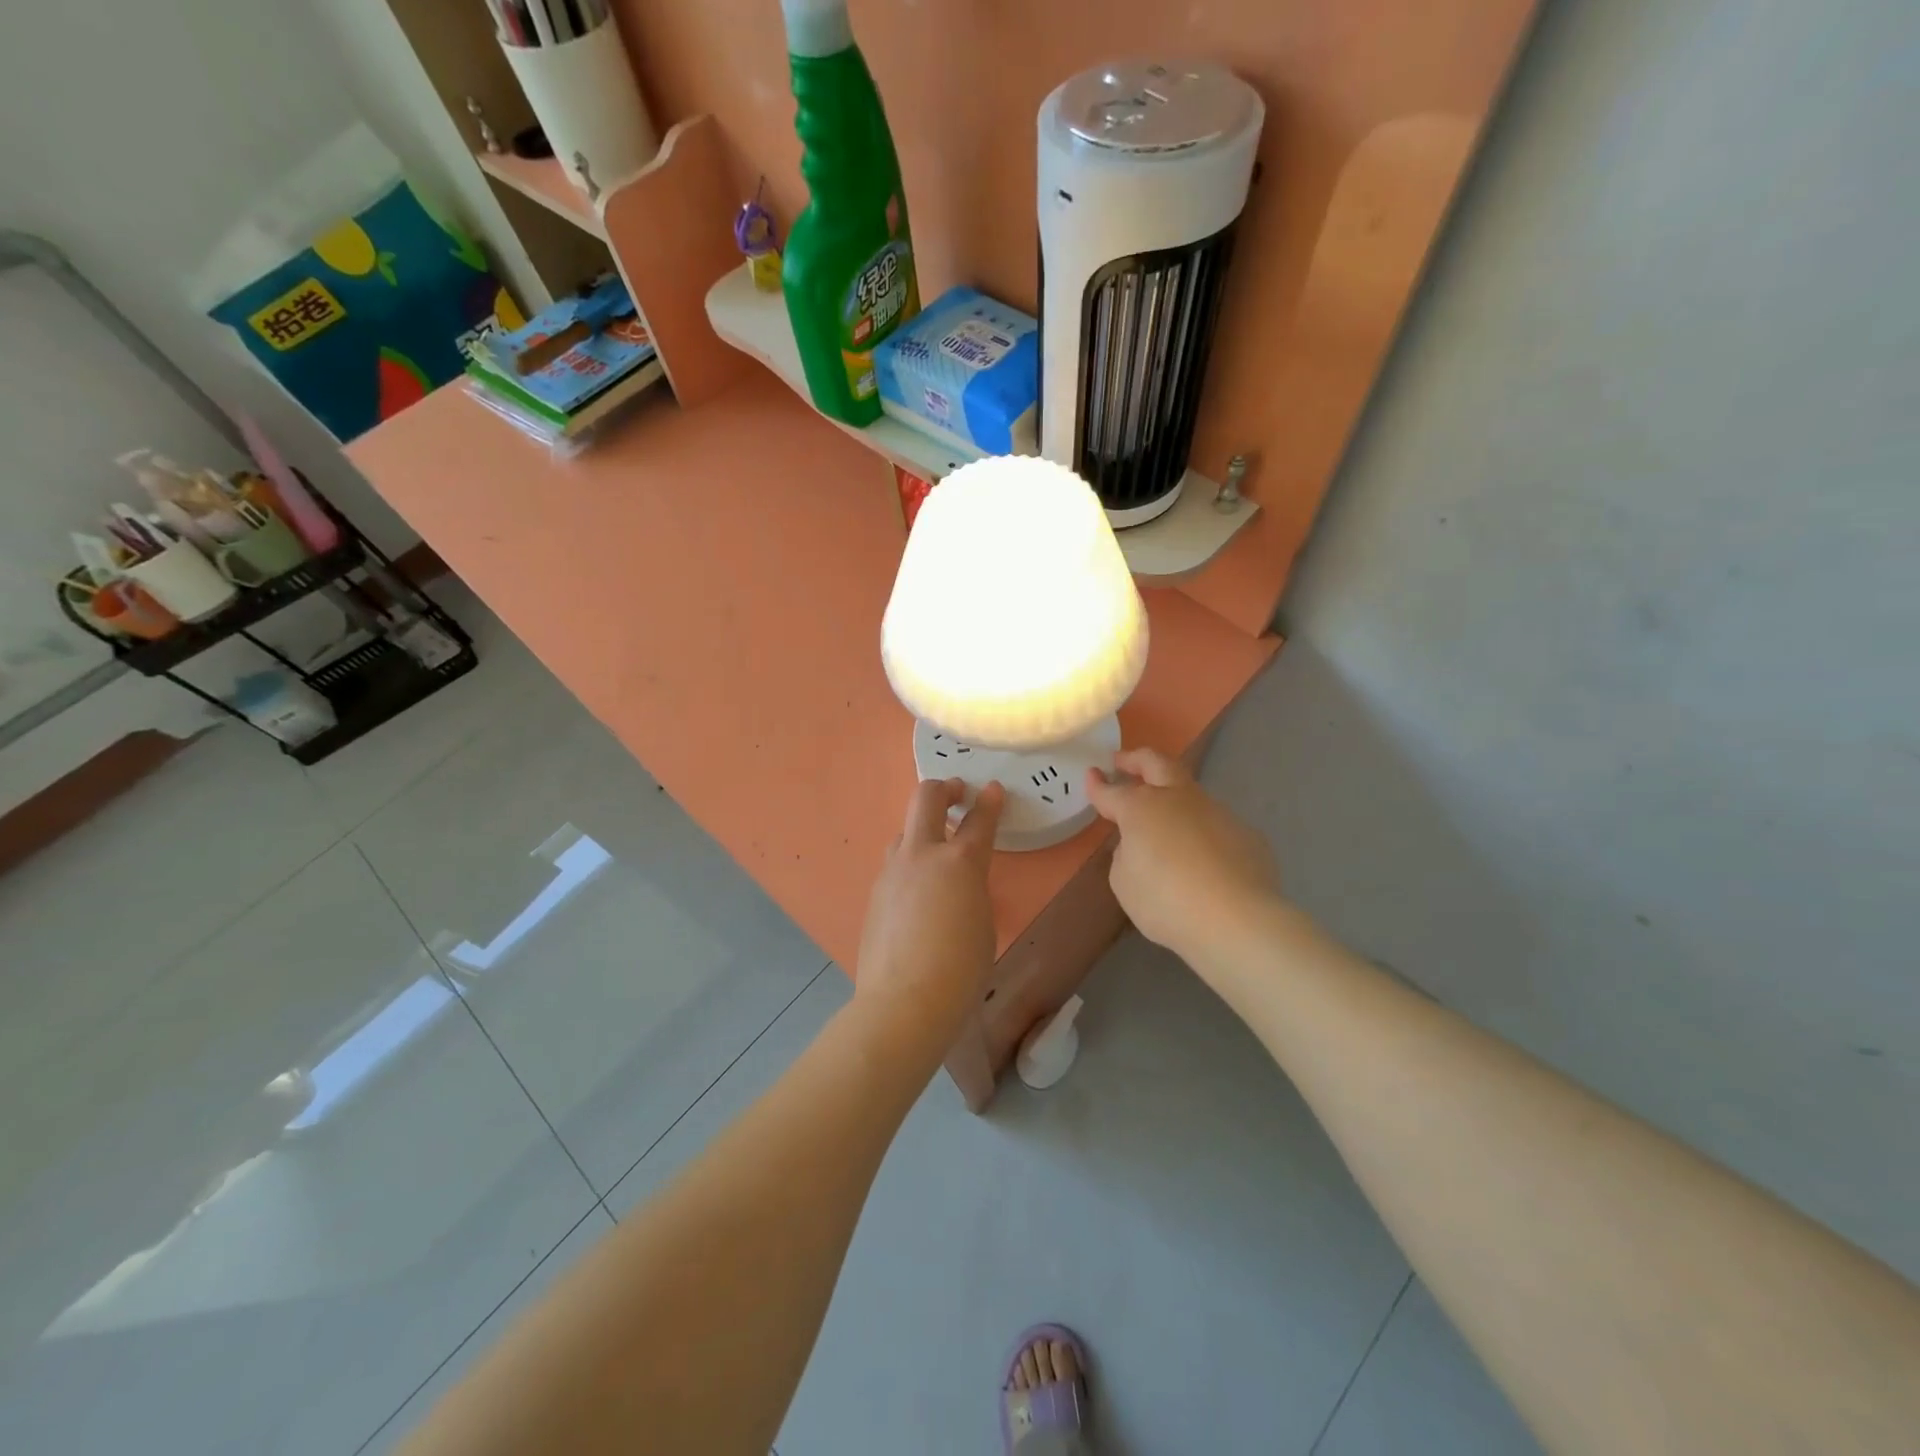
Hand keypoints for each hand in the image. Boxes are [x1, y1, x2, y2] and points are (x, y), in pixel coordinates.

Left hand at [853, 778, 1004, 1044]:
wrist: (903, 1001)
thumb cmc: (960, 968)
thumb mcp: (982, 923)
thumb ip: (972, 890)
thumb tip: (959, 885)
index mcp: (961, 862)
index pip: (979, 819)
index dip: (989, 801)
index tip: (992, 790)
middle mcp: (922, 855)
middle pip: (926, 799)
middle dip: (944, 789)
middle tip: (957, 792)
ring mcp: (892, 871)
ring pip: (904, 832)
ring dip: (922, 830)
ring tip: (936, 849)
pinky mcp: (875, 893)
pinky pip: (894, 865)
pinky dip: (909, 864)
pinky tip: (916, 892)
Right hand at [1086, 748, 1280, 962]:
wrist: (1236, 920)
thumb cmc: (1166, 901)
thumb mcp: (1124, 882)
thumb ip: (1126, 855)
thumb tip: (1142, 845)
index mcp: (1141, 807)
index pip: (1112, 790)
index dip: (1098, 784)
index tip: (1092, 775)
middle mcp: (1179, 799)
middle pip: (1157, 764)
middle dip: (1136, 759)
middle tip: (1123, 762)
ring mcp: (1218, 812)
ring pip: (1191, 794)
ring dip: (1174, 800)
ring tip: (1166, 824)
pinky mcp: (1247, 834)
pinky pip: (1217, 827)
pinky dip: (1204, 835)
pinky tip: (1204, 861)